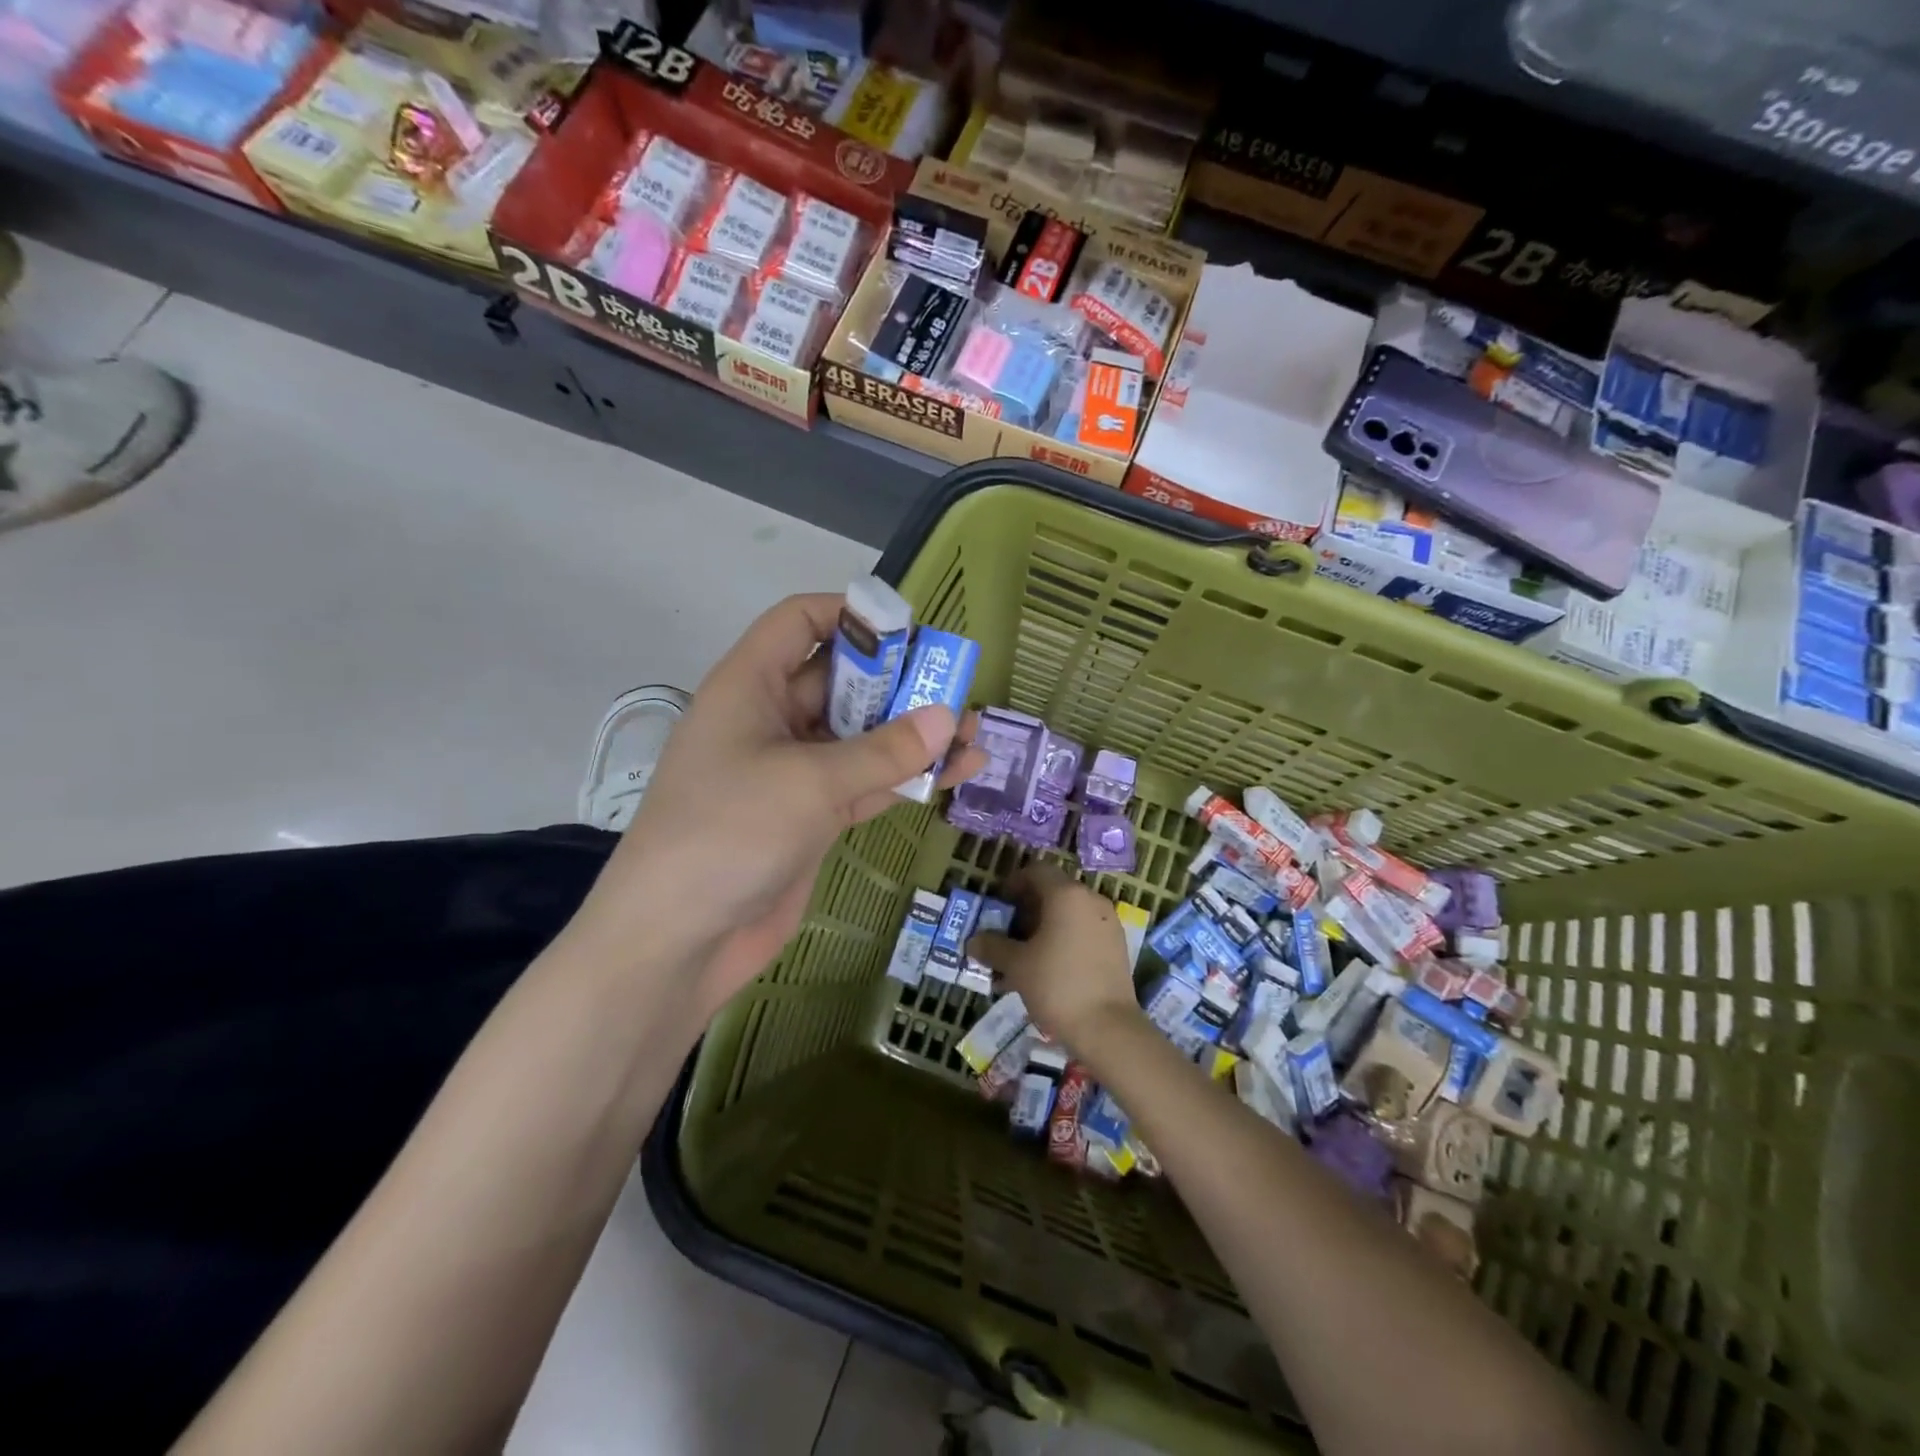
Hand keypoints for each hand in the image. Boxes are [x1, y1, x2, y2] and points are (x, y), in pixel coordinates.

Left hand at [573, 594, 984, 1016]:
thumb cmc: (729, 833)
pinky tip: (955, 774)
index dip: (852, 615)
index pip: (800, 621)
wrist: (677, 941)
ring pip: (861, 737)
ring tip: (974, 733)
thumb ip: (884, 750)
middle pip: (841, 680)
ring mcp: (792, 771)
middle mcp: (771, 719)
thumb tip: (949, 716)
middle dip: (899, 682)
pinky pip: (865, 782)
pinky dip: (905, 778)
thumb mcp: (810, 782)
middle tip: (959, 686)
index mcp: (751, 685)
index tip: (911, 630)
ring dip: (912, 734)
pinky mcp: (811, 817)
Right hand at [970, 864, 1143, 1054]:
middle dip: (1026, 910)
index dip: (1014, 883)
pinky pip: (1083, 932)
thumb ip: (993, 947)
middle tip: (1006, 934)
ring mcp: (1108, 923)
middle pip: (1053, 892)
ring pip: (1068, 915)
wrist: (1108, 1028)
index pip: (1037, 871)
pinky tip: (1047, 970)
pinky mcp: (1116, 946)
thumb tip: (973, 941)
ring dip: (1043, 928)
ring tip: (1023, 957)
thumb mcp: (1017, 965)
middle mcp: (1091, 900)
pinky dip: (1063, 941)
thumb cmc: (1057, 985)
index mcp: (1067, 895)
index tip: (999, 905)